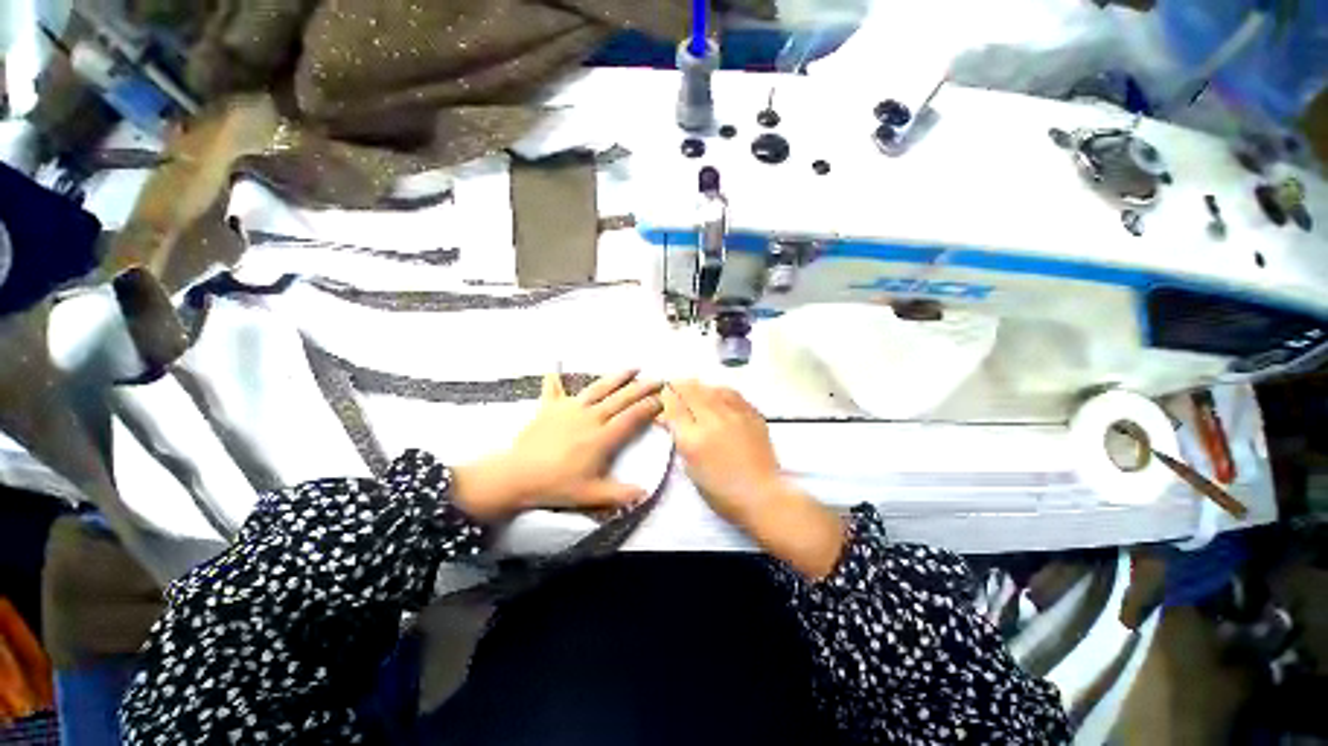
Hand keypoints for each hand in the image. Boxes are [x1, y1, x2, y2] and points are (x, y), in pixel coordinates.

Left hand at [452, 370, 662, 521]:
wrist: (516, 476)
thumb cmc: (556, 485)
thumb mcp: (590, 495)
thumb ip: (620, 494)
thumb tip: (645, 494)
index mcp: (602, 437)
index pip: (632, 417)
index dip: (649, 407)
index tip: (662, 400)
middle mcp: (590, 417)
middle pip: (621, 398)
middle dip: (642, 388)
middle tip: (658, 379)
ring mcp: (570, 408)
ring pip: (598, 388)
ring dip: (617, 376)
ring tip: (633, 367)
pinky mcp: (550, 406)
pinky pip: (553, 388)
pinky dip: (554, 377)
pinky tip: (554, 365)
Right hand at [658, 381, 844, 578]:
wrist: (761, 494)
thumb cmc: (720, 491)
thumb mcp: (690, 468)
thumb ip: (679, 439)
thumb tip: (667, 418)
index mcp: (693, 439)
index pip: (674, 407)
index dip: (666, 397)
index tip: (663, 394)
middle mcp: (713, 421)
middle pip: (691, 391)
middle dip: (679, 386)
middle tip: (674, 386)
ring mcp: (735, 415)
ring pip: (711, 388)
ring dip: (699, 387)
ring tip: (694, 388)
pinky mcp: (752, 414)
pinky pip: (732, 394)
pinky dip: (719, 391)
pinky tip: (717, 393)